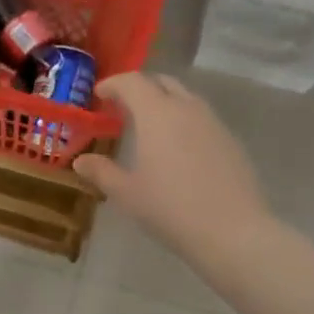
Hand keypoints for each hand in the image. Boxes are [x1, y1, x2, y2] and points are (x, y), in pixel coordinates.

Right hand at [74, 73, 271, 258]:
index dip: (113, 84)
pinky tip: (179, 149)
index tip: (99, 94)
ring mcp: (213, 122)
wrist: (232, 231)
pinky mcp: (231, 140)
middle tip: (123, 108)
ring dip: (164, 102)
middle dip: (140, 88)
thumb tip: (81, 161)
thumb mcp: (127, 193)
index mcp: (157, 113)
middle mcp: (187, 108)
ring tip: (150, 127)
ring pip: (185, 98)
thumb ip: (102, 172)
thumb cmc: (170, 208)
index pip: (132, 82)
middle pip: (162, 82)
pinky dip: (184, 121)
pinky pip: (202, 118)